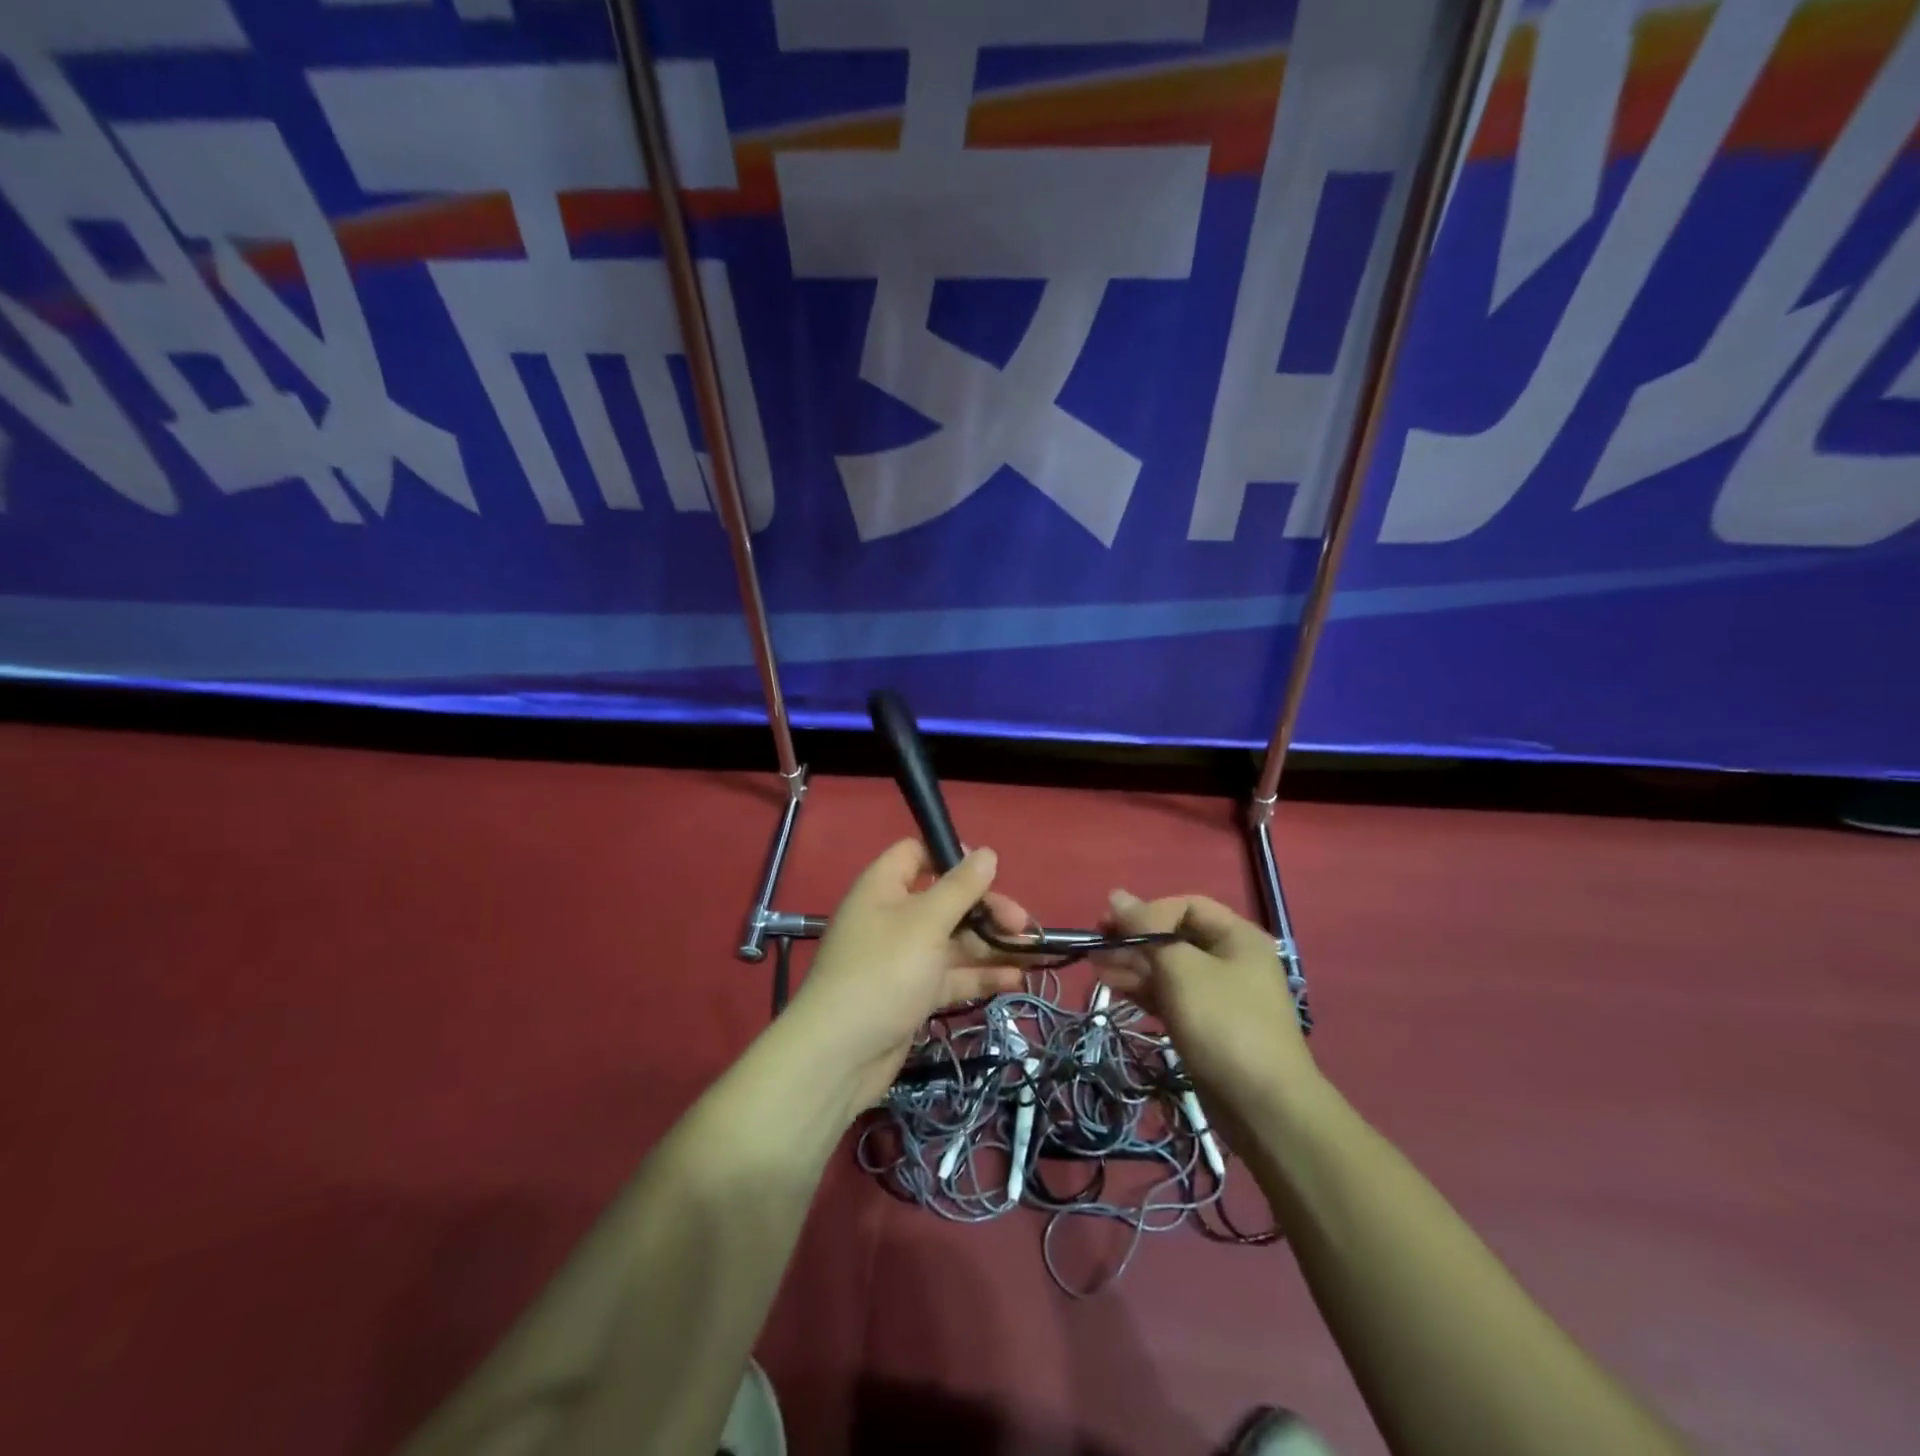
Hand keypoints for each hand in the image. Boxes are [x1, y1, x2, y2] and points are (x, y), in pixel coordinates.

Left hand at [791, 840, 1030, 1113]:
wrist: (840, 1055)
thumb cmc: (884, 972)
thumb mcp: (926, 922)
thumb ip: (960, 888)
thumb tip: (987, 854)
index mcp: (884, 887)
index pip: (918, 854)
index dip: (953, 857)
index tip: (990, 872)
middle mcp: (892, 917)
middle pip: (945, 900)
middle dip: (986, 909)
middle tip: (1022, 924)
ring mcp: (903, 958)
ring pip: (953, 941)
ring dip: (991, 944)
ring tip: (1034, 952)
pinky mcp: (912, 994)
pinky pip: (951, 975)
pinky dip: (980, 975)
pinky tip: (1015, 980)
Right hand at [1095, 891, 1317, 1122]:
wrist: (1263, 1106)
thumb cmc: (1223, 1023)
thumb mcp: (1181, 968)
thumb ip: (1146, 930)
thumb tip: (1116, 894)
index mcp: (1237, 937)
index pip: (1185, 906)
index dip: (1148, 911)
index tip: (1114, 926)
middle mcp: (1231, 960)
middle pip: (1175, 937)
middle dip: (1135, 939)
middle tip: (1096, 945)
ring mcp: (1219, 995)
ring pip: (1169, 968)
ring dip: (1132, 965)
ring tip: (1095, 967)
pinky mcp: (1207, 1025)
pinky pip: (1170, 996)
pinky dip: (1143, 990)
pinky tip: (1113, 987)